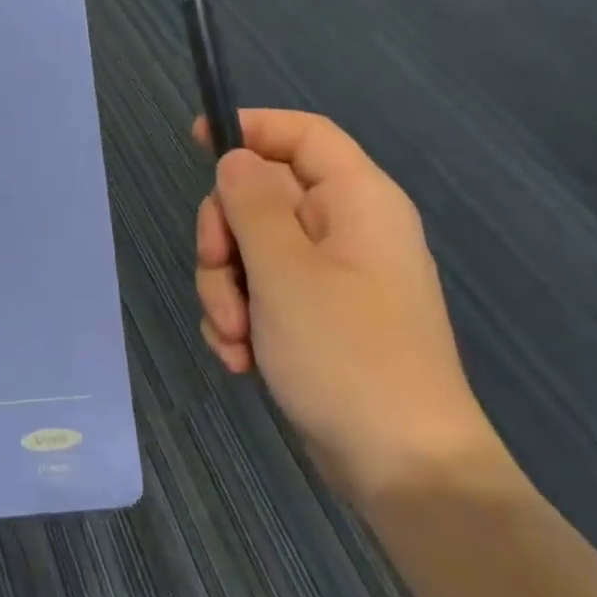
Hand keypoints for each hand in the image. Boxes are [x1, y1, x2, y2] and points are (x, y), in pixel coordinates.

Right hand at [193, 110, 505, 507]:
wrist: (401, 469)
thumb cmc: (346, 355)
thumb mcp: (285, 271)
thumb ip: (252, 203)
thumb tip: (235, 158)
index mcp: (357, 202)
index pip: (303, 134)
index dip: (251, 128)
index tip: (196, 142)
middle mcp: (345, 230)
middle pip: (260, 196)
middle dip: (224, 238)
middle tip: (219, 274)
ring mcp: (329, 277)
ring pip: (250, 251)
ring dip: (226, 290)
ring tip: (235, 337)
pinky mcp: (314, 318)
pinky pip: (259, 294)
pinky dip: (240, 320)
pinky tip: (242, 358)